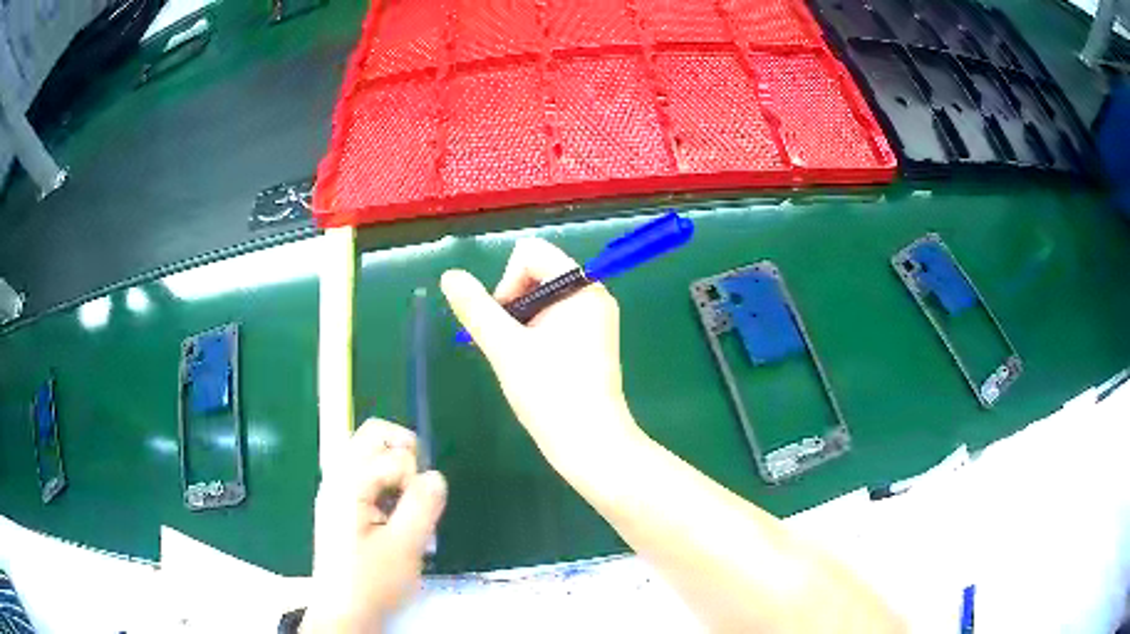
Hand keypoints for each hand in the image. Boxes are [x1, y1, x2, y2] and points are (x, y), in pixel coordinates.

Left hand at [303, 419, 446, 632]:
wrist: (343, 612)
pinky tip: (390, 514)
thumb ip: (423, 505)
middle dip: (404, 455)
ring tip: (404, 506)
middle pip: (372, 436)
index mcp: (348, 485)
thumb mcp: (405, 546)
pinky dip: (384, 483)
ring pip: (368, 454)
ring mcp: (335, 490)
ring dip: (394, 471)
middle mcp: (337, 478)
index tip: (417, 513)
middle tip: (417, 490)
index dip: (414, 478)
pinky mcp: (339, 505)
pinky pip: (364, 474)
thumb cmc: (372, 581)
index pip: (392, 455)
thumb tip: (436, 475)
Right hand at [440, 238, 642, 471]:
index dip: (507, 282)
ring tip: (522, 358)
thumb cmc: (550, 394)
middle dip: (514, 302)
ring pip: (542, 298)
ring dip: (521, 321)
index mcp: (581, 287)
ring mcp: (595, 318)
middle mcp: (593, 295)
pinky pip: (555, 318)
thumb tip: (450, 276)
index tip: (504, 323)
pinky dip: (536, 333)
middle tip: (511, 344)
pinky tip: (534, 365)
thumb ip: (476, 308)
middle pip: (538, 273)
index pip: (531, 253)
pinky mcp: (593, 340)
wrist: (591, 444)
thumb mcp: (505, 348)